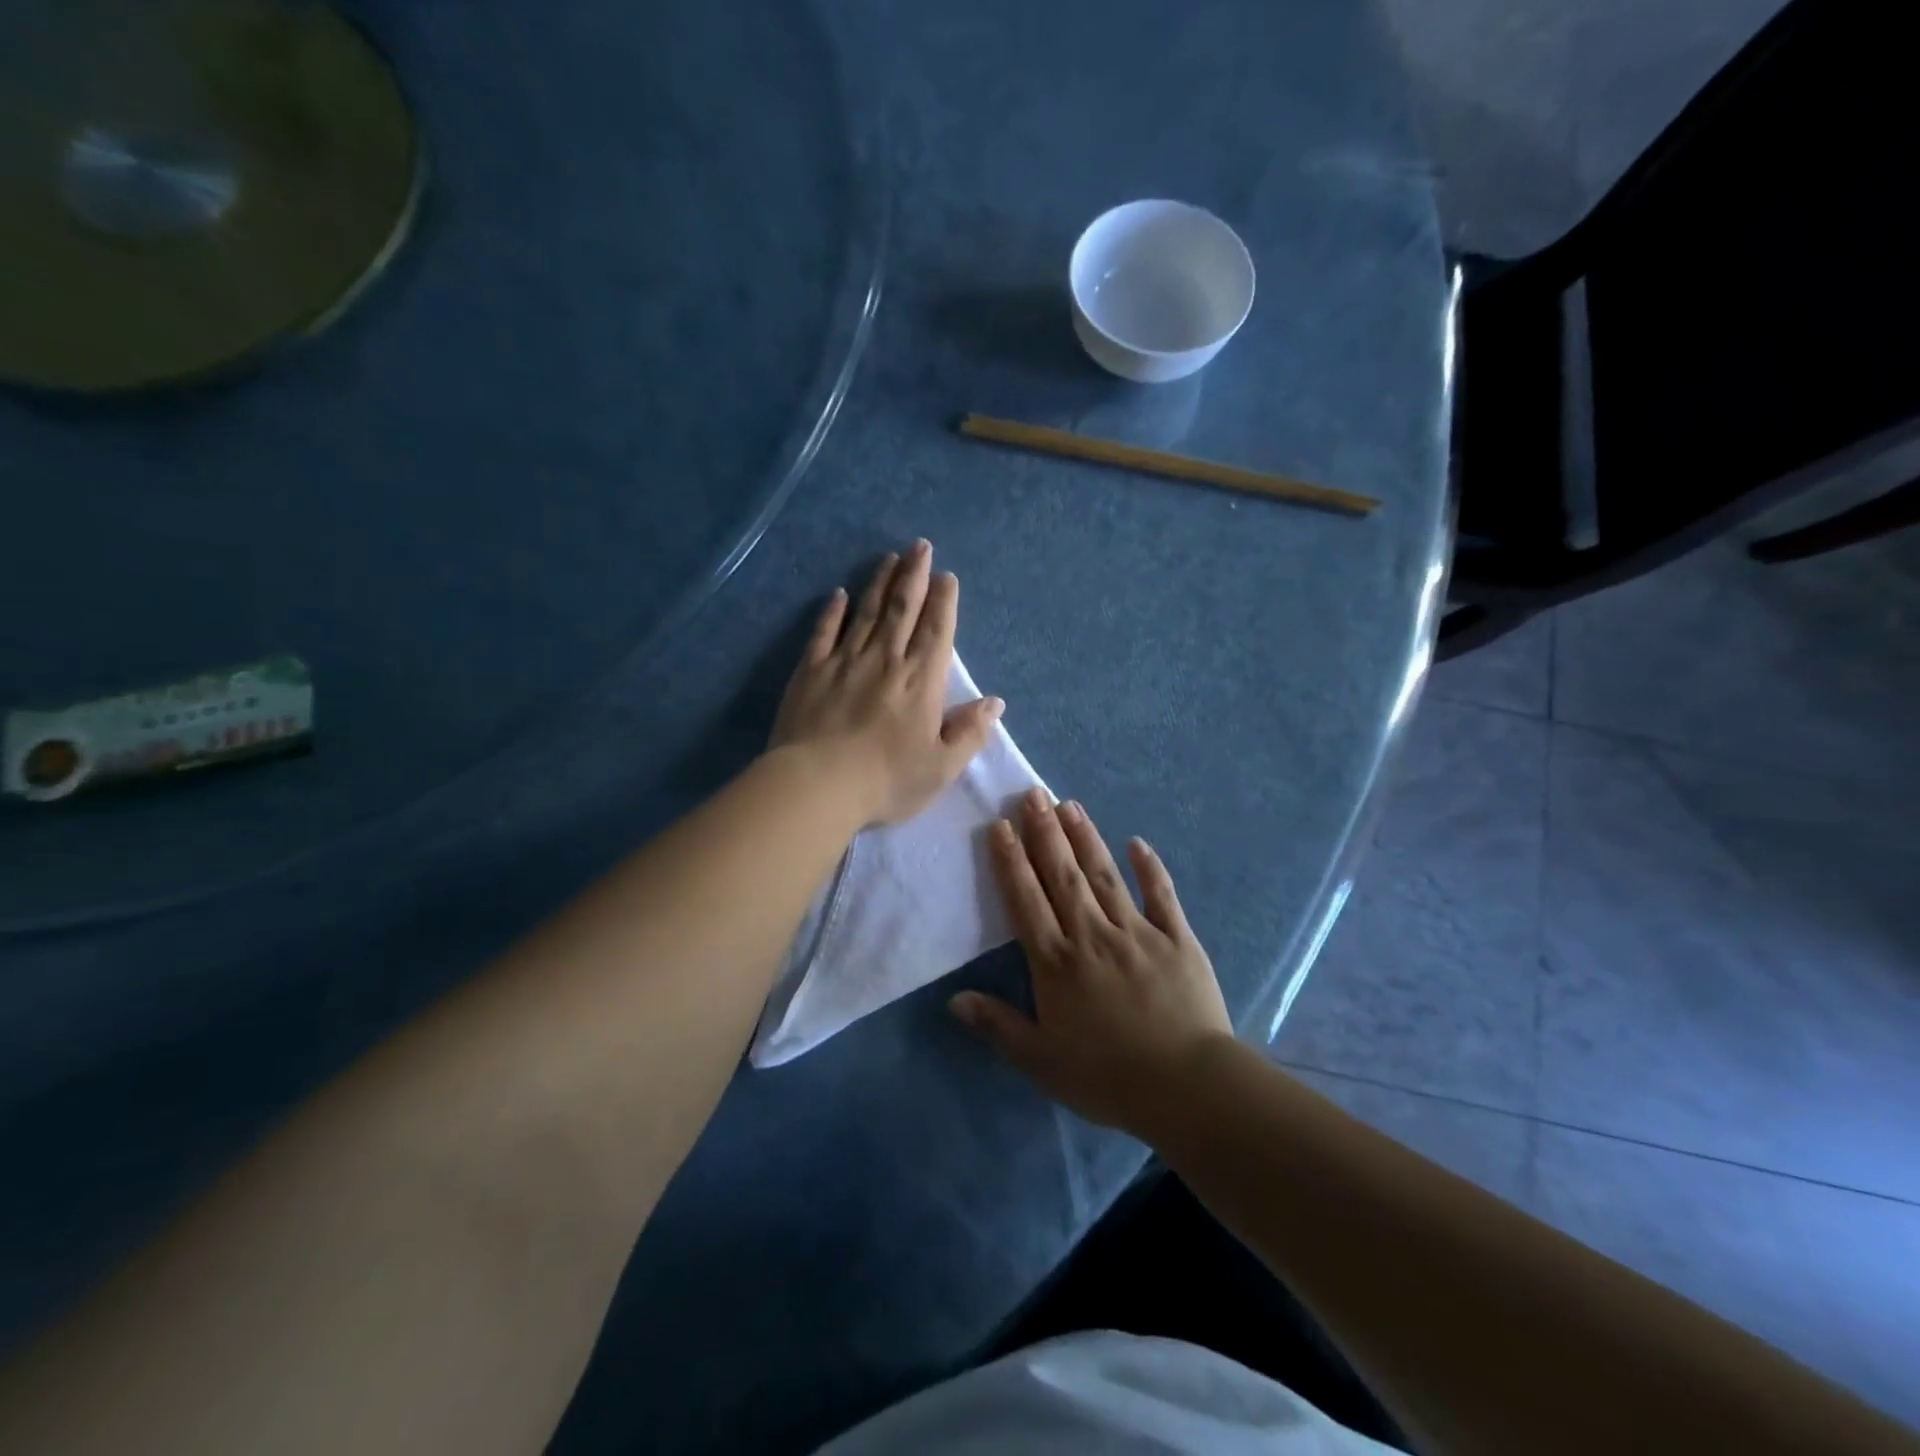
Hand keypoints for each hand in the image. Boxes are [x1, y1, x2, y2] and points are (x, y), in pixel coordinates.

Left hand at [771, 540, 1004, 826]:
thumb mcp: (941, 767)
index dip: (943, 601)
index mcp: (920, 681)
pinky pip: (824, 632)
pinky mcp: (810, 671)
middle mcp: (885, 660)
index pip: (936, 631)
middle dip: (914, 575)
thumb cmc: (885, 780)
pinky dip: (832, 611)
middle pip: (902, 609)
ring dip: (879, 582)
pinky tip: (838, 594)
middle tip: (920, 546)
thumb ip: (969, 733)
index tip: (946, 576)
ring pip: (866, 612)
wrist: (817, 785)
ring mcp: (845, 661)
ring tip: (889, 558)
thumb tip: (995, 703)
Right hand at [950, 789, 1232, 1138]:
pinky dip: (1150, 868)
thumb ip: (997, 1026)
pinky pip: (1161, 896)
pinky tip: (1137, 842)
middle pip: (1063, 876)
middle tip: (1033, 794)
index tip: (1002, 826)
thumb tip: (954, 1000)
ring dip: (1085, 838)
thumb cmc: (1108, 1077)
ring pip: (1105, 876)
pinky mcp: (1177, 939)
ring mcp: (1137, 932)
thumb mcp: (1042, 1061)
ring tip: (1070, 804)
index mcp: (1057, 963)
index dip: (1012, 862)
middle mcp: (1092, 935)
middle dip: (1046, 833)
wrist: (1187, 1086)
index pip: (1027, 901)